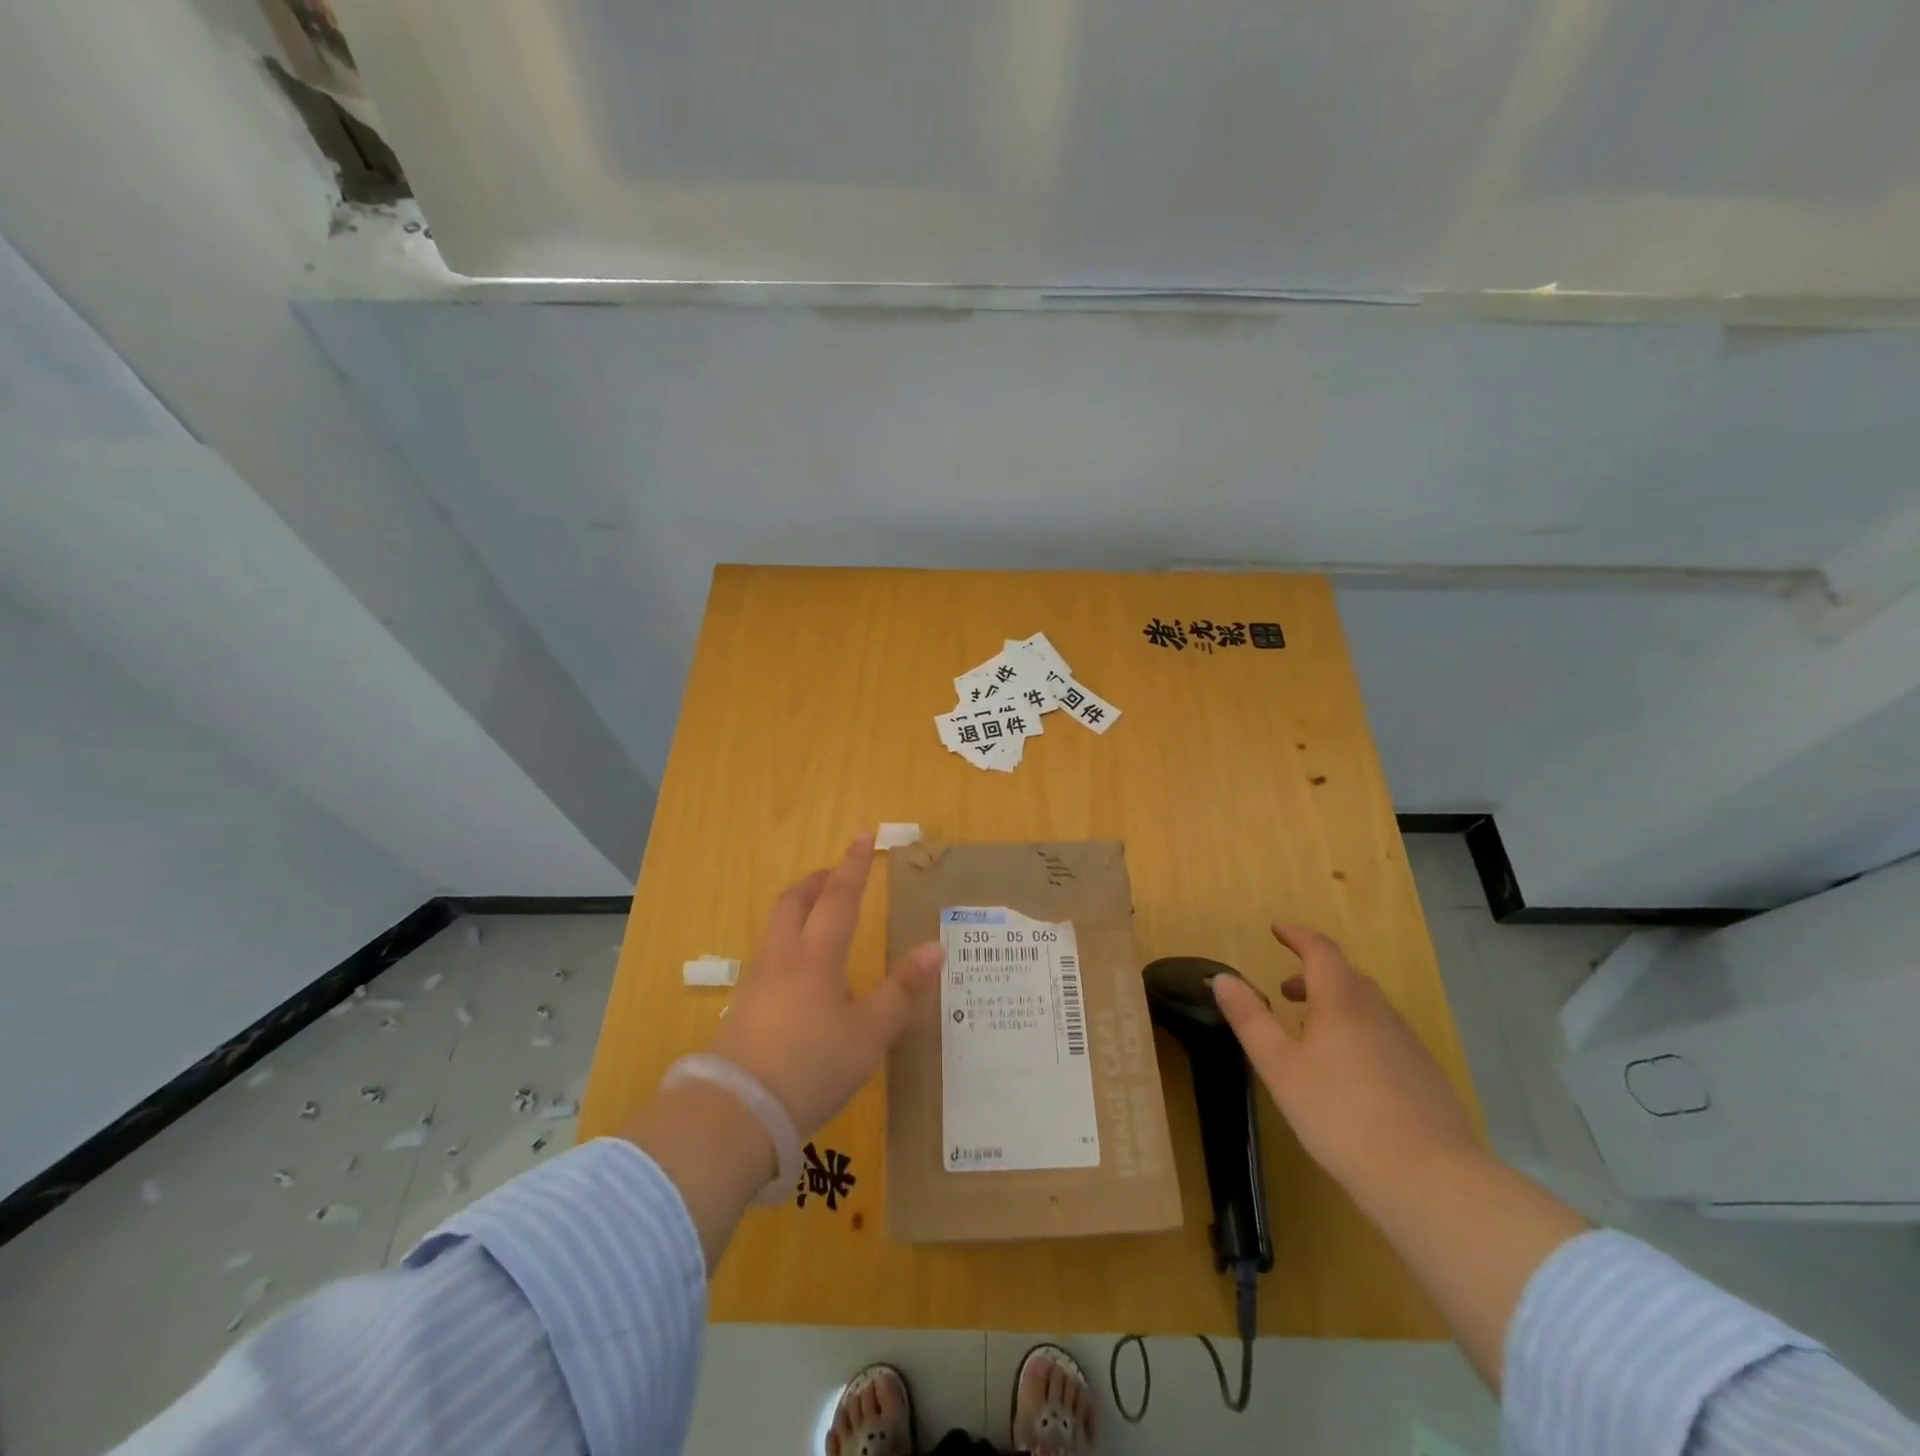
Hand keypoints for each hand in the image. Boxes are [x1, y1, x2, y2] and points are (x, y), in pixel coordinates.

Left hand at [709, 835, 944, 1138]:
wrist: (737, 1112)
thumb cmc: (813, 1066)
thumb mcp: (870, 1033)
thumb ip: (903, 989)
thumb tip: (935, 947)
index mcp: (817, 956)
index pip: (839, 898)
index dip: (854, 866)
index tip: (863, 836)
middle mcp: (783, 957)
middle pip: (795, 901)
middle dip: (818, 880)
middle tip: (838, 873)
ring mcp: (756, 981)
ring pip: (776, 926)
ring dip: (799, 906)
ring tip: (819, 913)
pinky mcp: (742, 1006)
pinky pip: (768, 953)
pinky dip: (787, 939)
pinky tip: (798, 968)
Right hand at [1211, 923, 1476, 1194]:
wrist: (1431, 1180)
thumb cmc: (1341, 1115)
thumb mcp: (1279, 1066)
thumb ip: (1250, 1018)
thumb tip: (1223, 977)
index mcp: (1341, 1001)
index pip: (1320, 950)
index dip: (1297, 935)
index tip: (1277, 929)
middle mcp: (1378, 1011)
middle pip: (1345, 975)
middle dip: (1312, 973)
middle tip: (1283, 990)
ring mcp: (1407, 1043)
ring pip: (1366, 1006)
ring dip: (1334, 1003)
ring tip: (1309, 1032)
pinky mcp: (1424, 1074)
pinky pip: (1383, 1033)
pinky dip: (1357, 1030)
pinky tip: (1347, 1071)